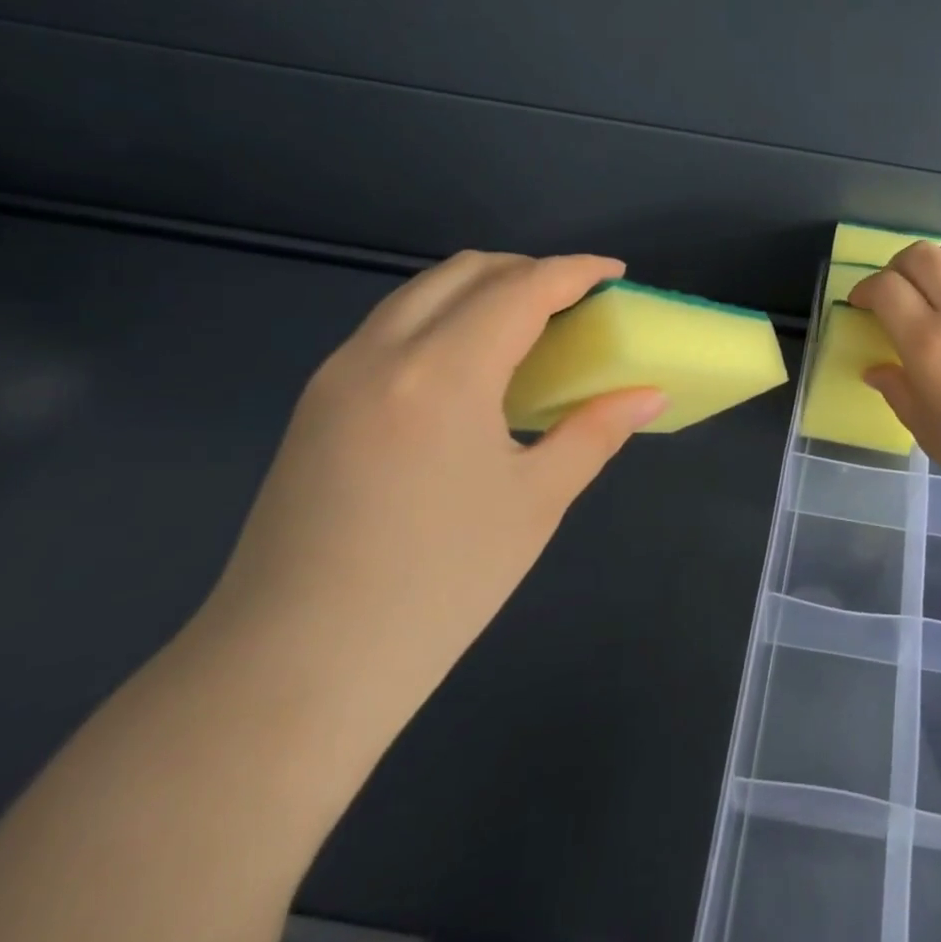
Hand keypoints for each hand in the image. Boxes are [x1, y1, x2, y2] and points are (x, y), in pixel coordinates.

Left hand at [203, 251, 666, 705]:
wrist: (291, 672)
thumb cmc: (436, 586)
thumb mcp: (535, 503)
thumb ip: (595, 432)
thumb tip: (648, 395)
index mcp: (443, 372)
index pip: (521, 288)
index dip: (575, 271)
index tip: (615, 273)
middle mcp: (382, 352)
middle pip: (464, 271)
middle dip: (528, 269)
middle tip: (575, 302)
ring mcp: (338, 375)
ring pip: (420, 293)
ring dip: (481, 289)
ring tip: (529, 327)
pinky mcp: (316, 404)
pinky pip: (391, 327)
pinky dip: (443, 317)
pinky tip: (470, 368)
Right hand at [849, 241, 940, 530]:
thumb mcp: (932, 434)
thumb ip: (899, 392)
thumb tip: (878, 369)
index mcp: (930, 342)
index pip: (885, 287)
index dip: (865, 289)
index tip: (862, 304)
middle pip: (920, 255)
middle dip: (897, 268)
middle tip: (894, 292)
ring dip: (936, 264)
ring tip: (936, 291)